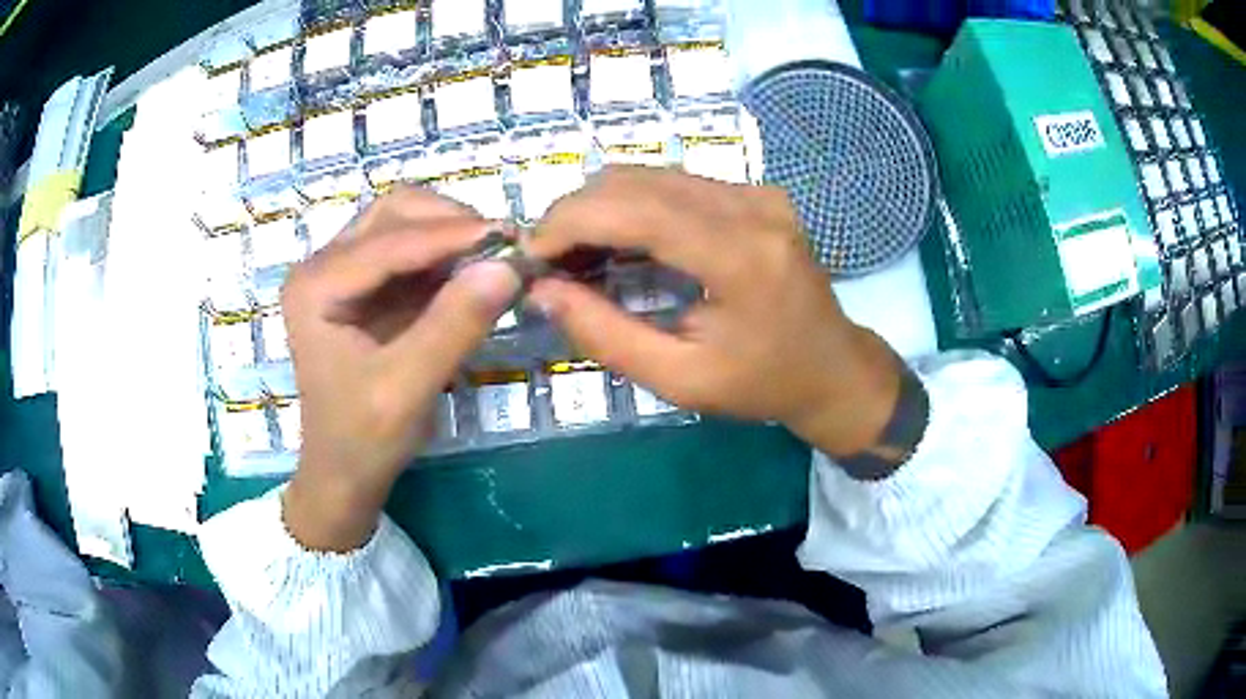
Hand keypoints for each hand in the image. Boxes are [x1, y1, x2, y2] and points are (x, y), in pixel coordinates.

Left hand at [280, 187, 519, 550]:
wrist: (344, 472)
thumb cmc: (363, 438)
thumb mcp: (408, 388)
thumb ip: (454, 326)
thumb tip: (509, 268)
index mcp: (315, 286)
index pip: (389, 242)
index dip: (452, 235)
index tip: (512, 240)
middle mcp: (322, 265)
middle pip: (394, 213)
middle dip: (451, 223)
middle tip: (505, 248)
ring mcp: (342, 271)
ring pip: (404, 222)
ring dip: (451, 233)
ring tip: (496, 257)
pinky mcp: (365, 285)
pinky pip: (411, 250)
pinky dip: (447, 255)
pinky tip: (476, 271)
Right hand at [526, 167, 902, 457]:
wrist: (834, 367)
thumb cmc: (762, 384)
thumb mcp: (680, 379)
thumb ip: (606, 334)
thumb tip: (542, 292)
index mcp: (740, 256)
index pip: (634, 209)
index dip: (569, 222)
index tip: (529, 254)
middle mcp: (751, 206)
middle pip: (636, 181)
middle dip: (576, 213)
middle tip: (547, 261)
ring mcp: (757, 192)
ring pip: (651, 174)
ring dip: (600, 206)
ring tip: (576, 254)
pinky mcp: (756, 193)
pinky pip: (675, 183)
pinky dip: (633, 205)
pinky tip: (619, 242)